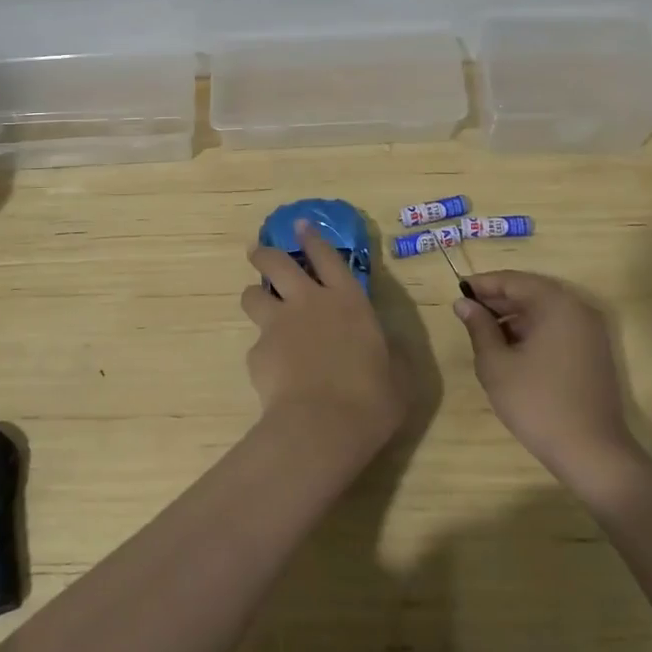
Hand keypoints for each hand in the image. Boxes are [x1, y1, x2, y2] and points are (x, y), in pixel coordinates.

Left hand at [242, 222, 409, 461]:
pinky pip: (255, 345)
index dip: (312, 238)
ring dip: (253, 296)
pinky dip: (262, 353)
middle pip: (277, 263)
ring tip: (256, 305)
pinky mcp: (258, 352)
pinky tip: (272, 374)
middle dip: (265, 254)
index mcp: (347, 301)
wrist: (322, 427)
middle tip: (257, 253)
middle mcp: (309, 302)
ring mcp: (278, 324)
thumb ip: (393, 357)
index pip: (327, 257)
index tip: (299, 224)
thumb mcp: (399, 378)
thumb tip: (393, 349)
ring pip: (253, 295)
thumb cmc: (371, 399)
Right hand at [452, 271, 643, 496]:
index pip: (513, 280)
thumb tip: (463, 303)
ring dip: (514, 317)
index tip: (457, 291)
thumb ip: (479, 327)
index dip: (483, 284)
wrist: (593, 455)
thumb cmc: (538, 403)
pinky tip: (511, 350)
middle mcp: (578, 310)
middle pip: (531, 292)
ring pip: (544, 311)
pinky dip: (533, 331)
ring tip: (484, 333)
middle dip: (498, 300)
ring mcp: (590, 332)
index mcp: (556, 305)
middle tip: (467, 312)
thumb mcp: (496, 364)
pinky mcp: (594, 353)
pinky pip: (557, 329)